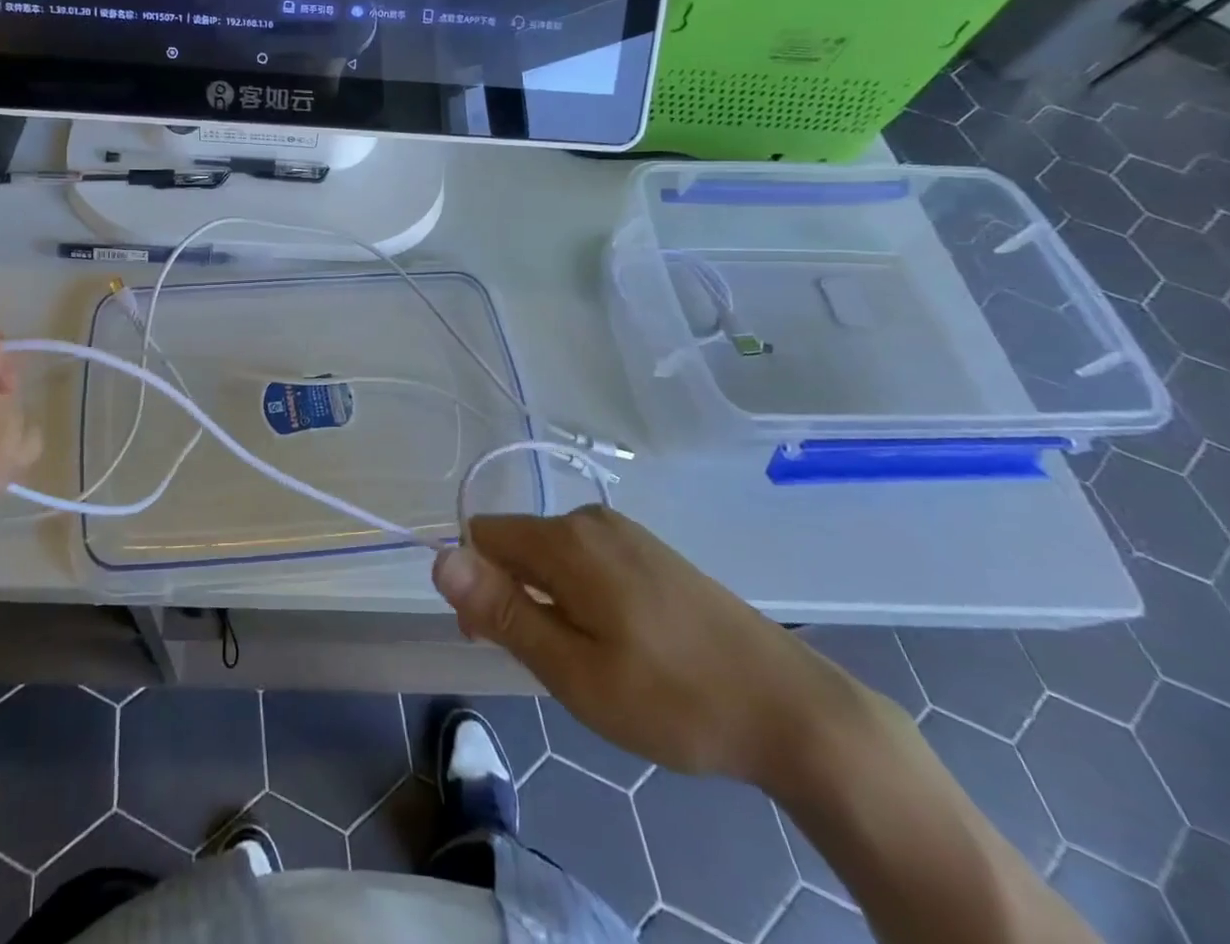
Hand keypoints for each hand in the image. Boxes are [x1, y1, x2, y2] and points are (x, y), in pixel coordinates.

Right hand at [432, 506, 858, 784]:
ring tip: (592, 661)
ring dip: (549, 600)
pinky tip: (622, 644)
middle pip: (517, 543)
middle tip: (555, 665)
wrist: (790, 709)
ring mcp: (626, 532)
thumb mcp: (573, 670)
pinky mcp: (651, 551)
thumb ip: (502, 610)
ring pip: (552, 556)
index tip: (501, 640)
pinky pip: (587, 560)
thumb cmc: (672, 698)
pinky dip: (582, 596)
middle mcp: (591, 519)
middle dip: (513, 595)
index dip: (476, 584)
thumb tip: (440, 558)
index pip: (483, 534)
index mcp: (566, 539)